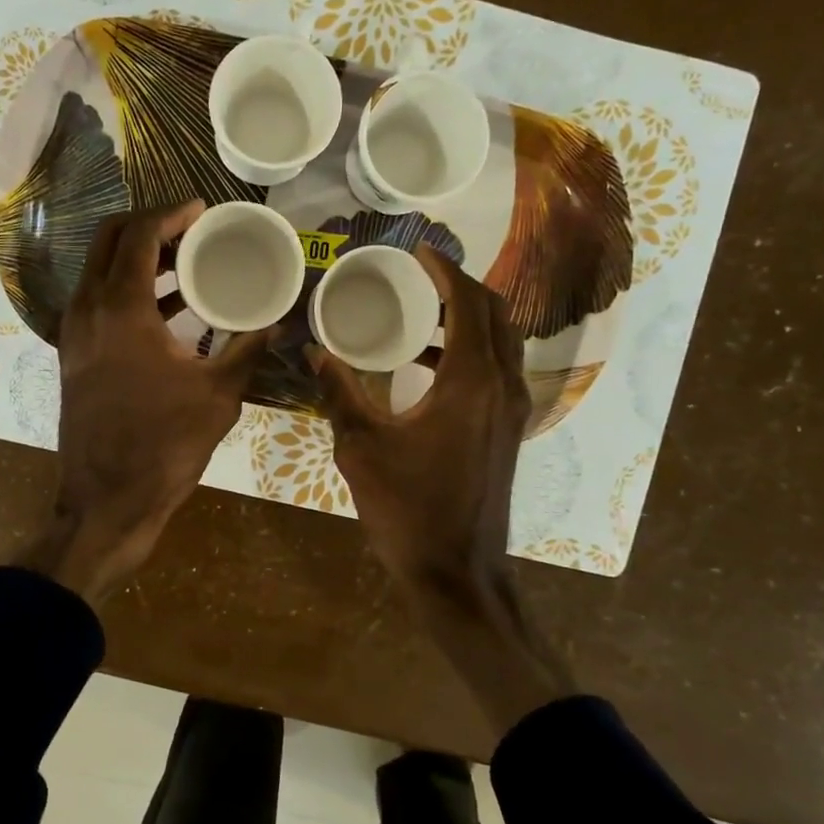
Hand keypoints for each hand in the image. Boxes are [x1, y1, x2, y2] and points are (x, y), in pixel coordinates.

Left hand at [17, 201, 271, 602]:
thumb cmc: (164, 445)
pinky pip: (98, 303)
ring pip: (99, 272)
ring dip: (137, 260)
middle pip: (109, 240)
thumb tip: (278, 323)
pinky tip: (167, 311)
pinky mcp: (74, 357)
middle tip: (190, 232)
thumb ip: (248, 350)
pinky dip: (127, 292)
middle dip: (148, 226)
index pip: (138, 233)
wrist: (107, 500)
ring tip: (184, 265)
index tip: (201, 210)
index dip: (170, 213)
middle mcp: (87, 310)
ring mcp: (74, 334)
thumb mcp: (218, 395)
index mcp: (120, 308)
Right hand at [310, 245, 575, 727]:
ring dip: (468, 319)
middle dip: (461, 286)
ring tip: (421, 313)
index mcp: (470, 382)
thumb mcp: (362, 448)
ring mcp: (510, 411)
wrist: (457, 573)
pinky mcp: (507, 432)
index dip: (445, 270)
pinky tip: (426, 367)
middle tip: (422, 275)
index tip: (418, 250)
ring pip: (501, 343)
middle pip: (494, 314)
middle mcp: (502, 386)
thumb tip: (313, 352)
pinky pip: (496, 372)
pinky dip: (470, 353)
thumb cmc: (408, 509)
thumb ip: (339, 393)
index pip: (468, 304)